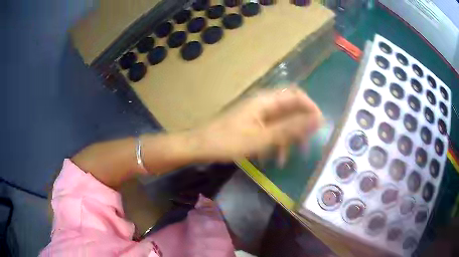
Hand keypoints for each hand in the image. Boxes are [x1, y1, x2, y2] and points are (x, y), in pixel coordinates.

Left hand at [194, 86, 322, 164]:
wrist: (199, 146)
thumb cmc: (228, 142)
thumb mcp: (262, 138)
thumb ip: (291, 128)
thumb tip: (317, 119)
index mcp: (266, 101)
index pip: (297, 96)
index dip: (311, 108)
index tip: (320, 126)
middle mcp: (263, 104)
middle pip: (291, 109)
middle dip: (300, 127)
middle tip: (306, 146)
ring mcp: (257, 115)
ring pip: (281, 123)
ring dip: (287, 139)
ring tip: (286, 158)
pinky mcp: (252, 125)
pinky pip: (270, 131)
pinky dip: (275, 143)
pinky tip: (272, 158)